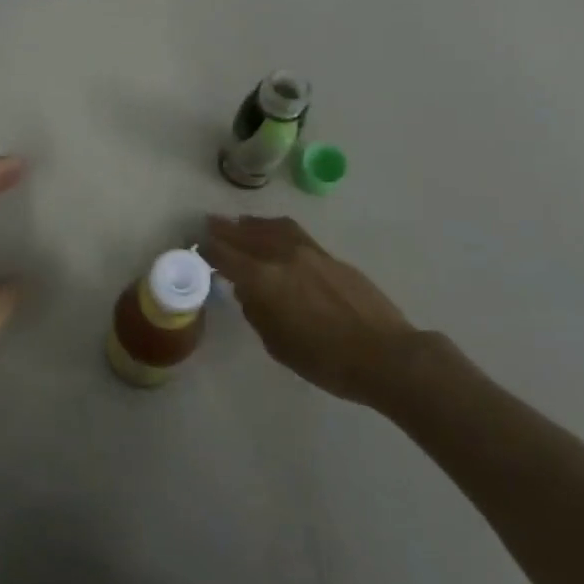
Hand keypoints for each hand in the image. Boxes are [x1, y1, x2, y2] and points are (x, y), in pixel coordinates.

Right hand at [201, 215, 420, 403]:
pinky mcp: (331, 257)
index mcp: (264, 280)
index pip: (226, 256)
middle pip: (246, 235)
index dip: (209, 249)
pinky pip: (295, 234)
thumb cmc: (325, 361)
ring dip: (252, 224)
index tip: (197, 244)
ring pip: (273, 227)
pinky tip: (275, 234)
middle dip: (225, 229)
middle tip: (210, 223)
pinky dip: (276, 229)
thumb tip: (248, 292)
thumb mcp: (277, 345)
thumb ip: (257, 312)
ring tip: (241, 223)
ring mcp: (310, 252)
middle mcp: (283, 257)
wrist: (385, 355)